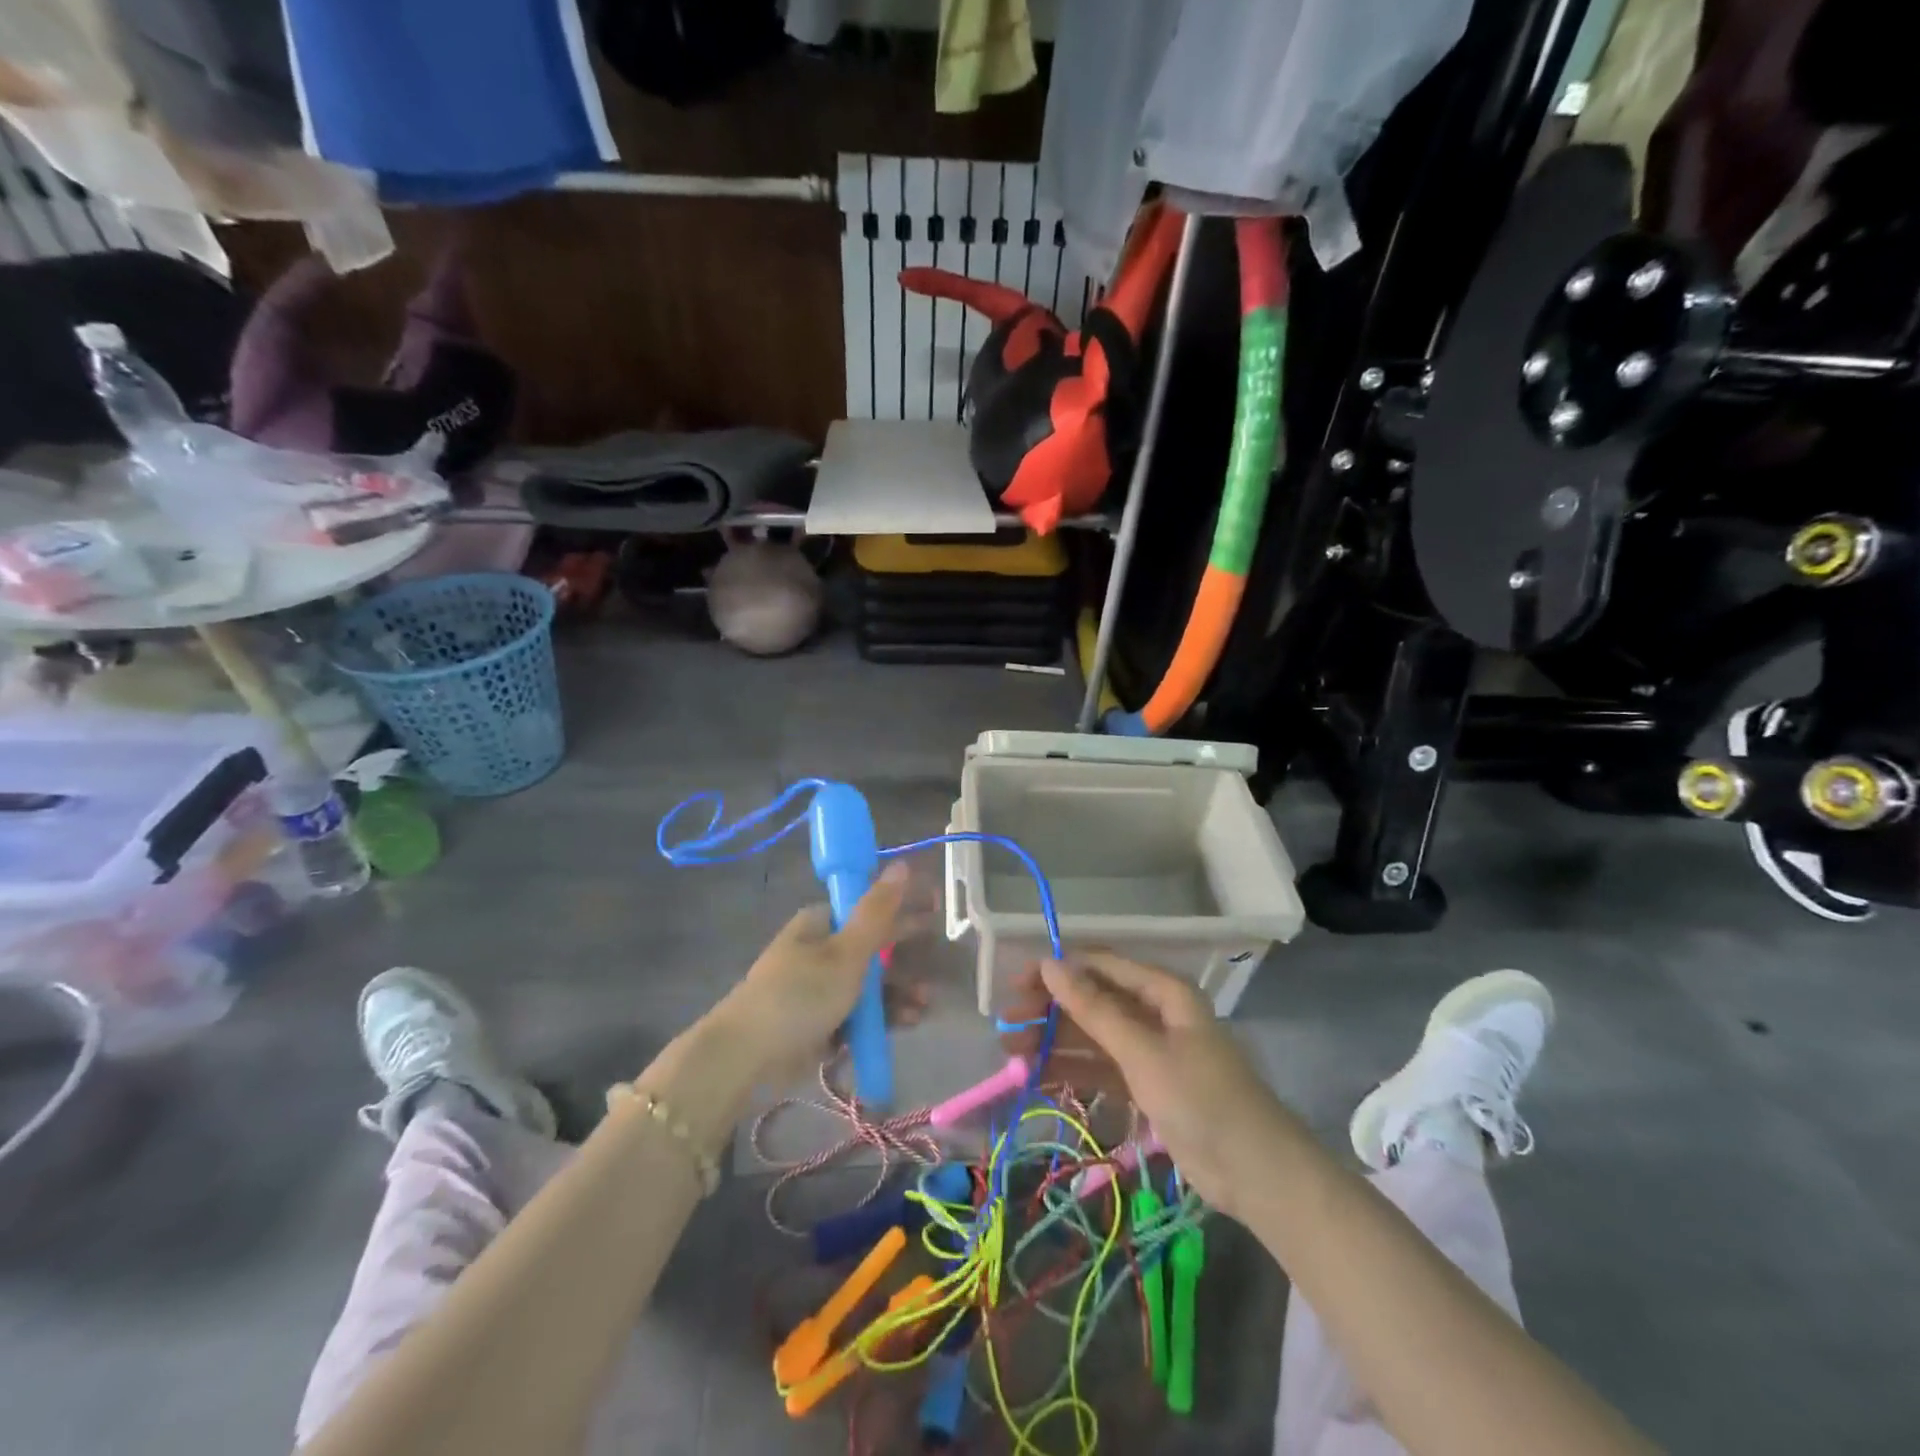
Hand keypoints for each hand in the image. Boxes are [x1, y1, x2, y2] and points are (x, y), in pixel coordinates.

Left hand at [718, 861, 920, 1081]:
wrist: (748, 1058)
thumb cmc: (801, 994)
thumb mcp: (847, 952)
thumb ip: (878, 911)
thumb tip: (902, 863)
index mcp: (822, 923)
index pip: (869, 907)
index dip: (903, 908)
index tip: (935, 913)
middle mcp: (820, 951)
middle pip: (873, 948)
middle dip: (906, 958)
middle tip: (937, 968)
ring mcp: (819, 988)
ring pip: (870, 985)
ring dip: (899, 993)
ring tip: (924, 1006)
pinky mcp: (820, 1023)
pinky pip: (859, 1014)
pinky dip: (882, 1018)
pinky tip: (907, 1023)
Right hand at [1001, 952, 1283, 1221]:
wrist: (1256, 1174)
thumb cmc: (1201, 1099)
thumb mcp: (1142, 1051)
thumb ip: (1094, 1008)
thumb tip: (1050, 964)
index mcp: (1162, 991)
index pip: (1100, 966)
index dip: (1057, 971)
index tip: (1016, 985)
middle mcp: (1154, 1013)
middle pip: (1093, 1002)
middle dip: (1049, 1012)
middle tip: (1007, 1028)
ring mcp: (1150, 1051)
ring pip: (1093, 1037)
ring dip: (1055, 1044)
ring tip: (1012, 1057)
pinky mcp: (1147, 1086)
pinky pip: (1101, 1069)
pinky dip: (1072, 1072)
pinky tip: (1038, 1079)